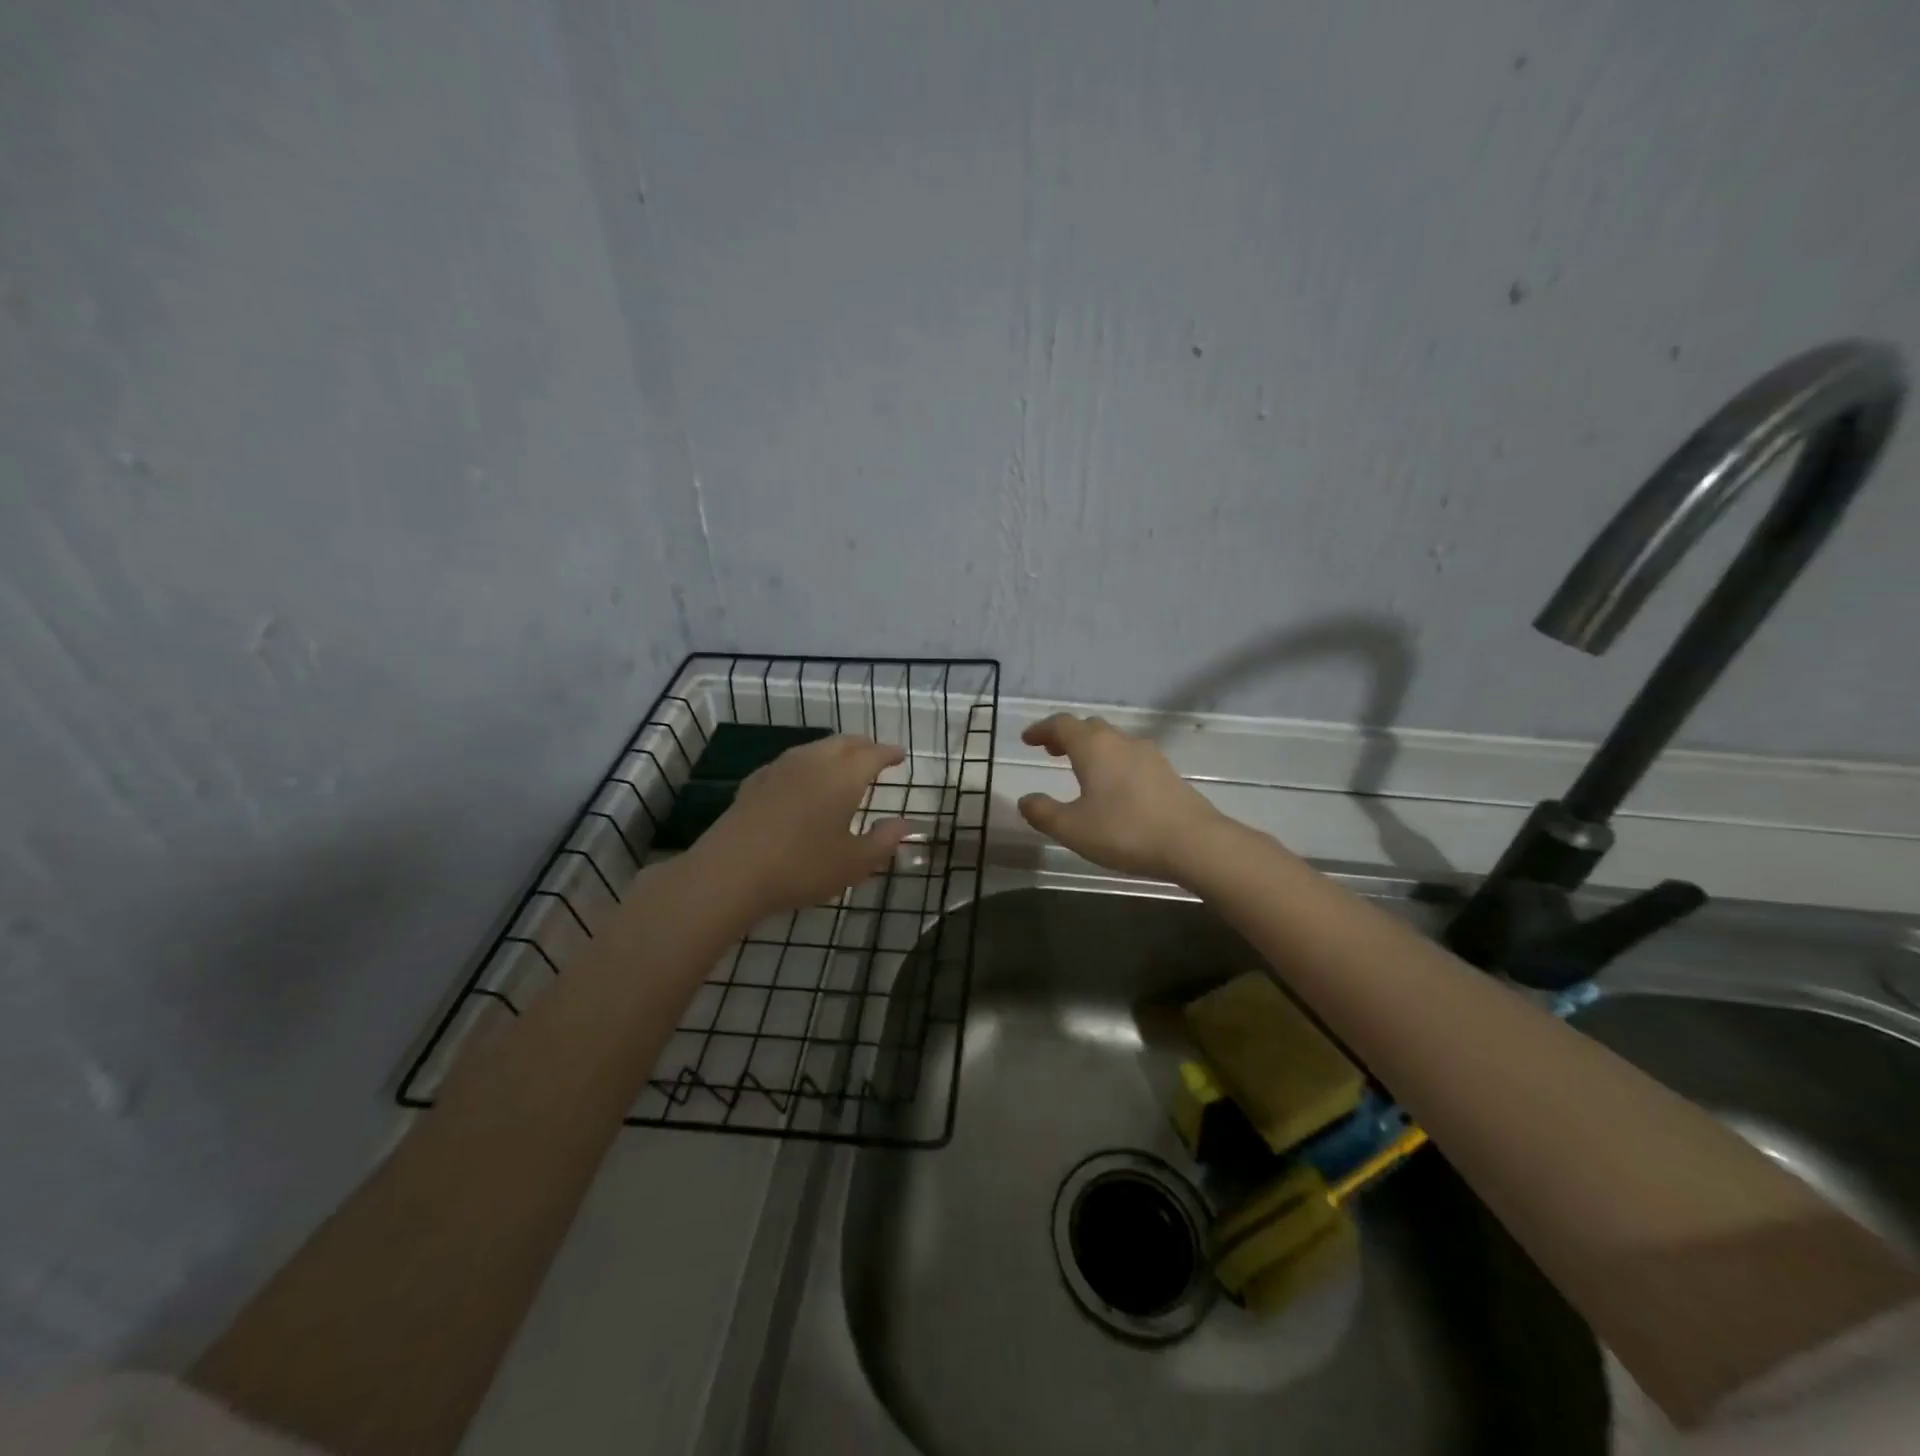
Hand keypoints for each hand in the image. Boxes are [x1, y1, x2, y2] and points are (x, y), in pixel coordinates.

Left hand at [697, 735, 914, 919]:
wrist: (731, 872)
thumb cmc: (802, 867)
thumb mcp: (854, 863)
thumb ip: (883, 841)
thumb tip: (904, 824)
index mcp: (843, 776)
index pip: (873, 754)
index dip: (889, 753)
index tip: (900, 755)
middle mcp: (813, 762)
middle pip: (843, 743)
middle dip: (863, 746)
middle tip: (874, 753)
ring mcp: (780, 769)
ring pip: (815, 748)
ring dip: (834, 750)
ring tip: (842, 763)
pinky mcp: (755, 782)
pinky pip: (790, 763)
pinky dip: (806, 764)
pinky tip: (801, 779)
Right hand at [1016, 714, 1229, 879]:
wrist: (1193, 843)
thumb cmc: (1125, 831)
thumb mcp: (1072, 828)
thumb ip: (1043, 813)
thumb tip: (1025, 800)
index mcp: (1093, 747)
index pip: (1062, 725)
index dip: (1042, 730)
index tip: (1028, 739)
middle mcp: (1120, 742)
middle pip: (1089, 728)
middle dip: (1067, 736)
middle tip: (1051, 751)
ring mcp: (1148, 755)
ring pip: (1113, 741)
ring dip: (1092, 749)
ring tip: (1080, 770)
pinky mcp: (1167, 772)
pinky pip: (1131, 757)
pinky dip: (1113, 762)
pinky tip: (1114, 788)